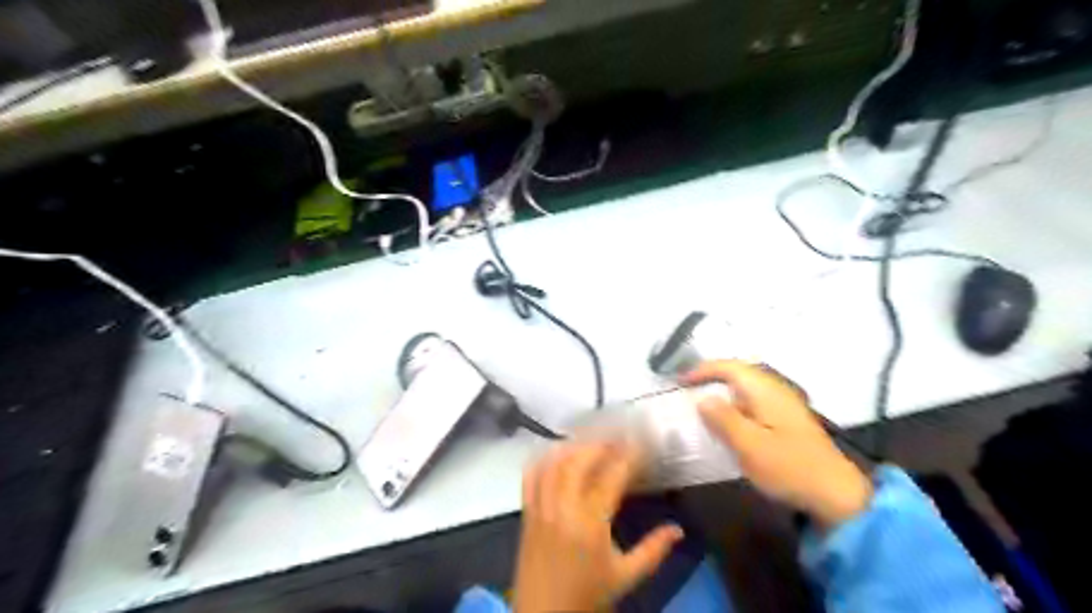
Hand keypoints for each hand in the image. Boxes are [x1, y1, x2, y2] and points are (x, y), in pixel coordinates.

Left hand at [512, 442, 679, 609]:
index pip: (611, 477)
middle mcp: (563, 507)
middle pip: (579, 460)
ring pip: (555, 462)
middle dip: (601, 444)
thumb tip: (678, 529)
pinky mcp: (527, 510)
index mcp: (590, 523)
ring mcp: (541, 506)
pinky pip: (532, 474)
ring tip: (593, 441)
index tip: (641, 442)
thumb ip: (653, 550)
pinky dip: (546, 458)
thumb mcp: (625, 577)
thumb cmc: (587, 596)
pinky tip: (558, 452)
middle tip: (619, 438)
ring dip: (575, 446)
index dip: (628, 456)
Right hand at [684, 362, 877, 529]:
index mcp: (765, 390)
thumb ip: (723, 419)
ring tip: (703, 403)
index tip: (681, 381)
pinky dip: (736, 404)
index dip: (703, 370)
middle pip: (739, 372)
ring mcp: (785, 404)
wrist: (836, 493)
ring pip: (747, 387)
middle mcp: (776, 389)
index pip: (730, 367)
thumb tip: (703, 399)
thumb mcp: (749, 445)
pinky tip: (729, 421)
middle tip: (689, 389)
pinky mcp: (788, 420)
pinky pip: (755, 401)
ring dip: (724, 390)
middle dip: (712, 376)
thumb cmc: (788, 467)